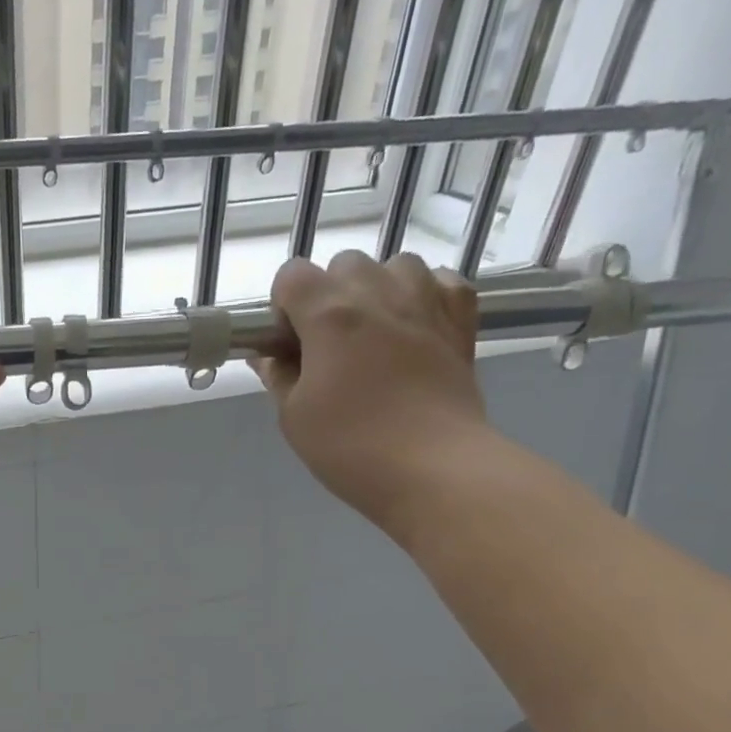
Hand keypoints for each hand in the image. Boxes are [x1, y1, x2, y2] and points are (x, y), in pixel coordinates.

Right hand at [258, 251, 489, 530]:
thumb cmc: (349, 446)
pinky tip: (415, 326)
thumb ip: (278, 375)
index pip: (292, 275)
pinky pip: (441, 281)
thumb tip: (269, 355)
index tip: (288, 344)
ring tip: (374, 333)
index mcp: (329, 315)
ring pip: (395, 264)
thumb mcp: (294, 416)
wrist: (433, 467)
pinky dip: (425, 294)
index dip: (283, 306)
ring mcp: (427, 301)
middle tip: (328, 346)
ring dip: (378, 289)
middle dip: (329, 295)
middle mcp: (378, 293)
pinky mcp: (461, 320)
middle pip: (344, 264)